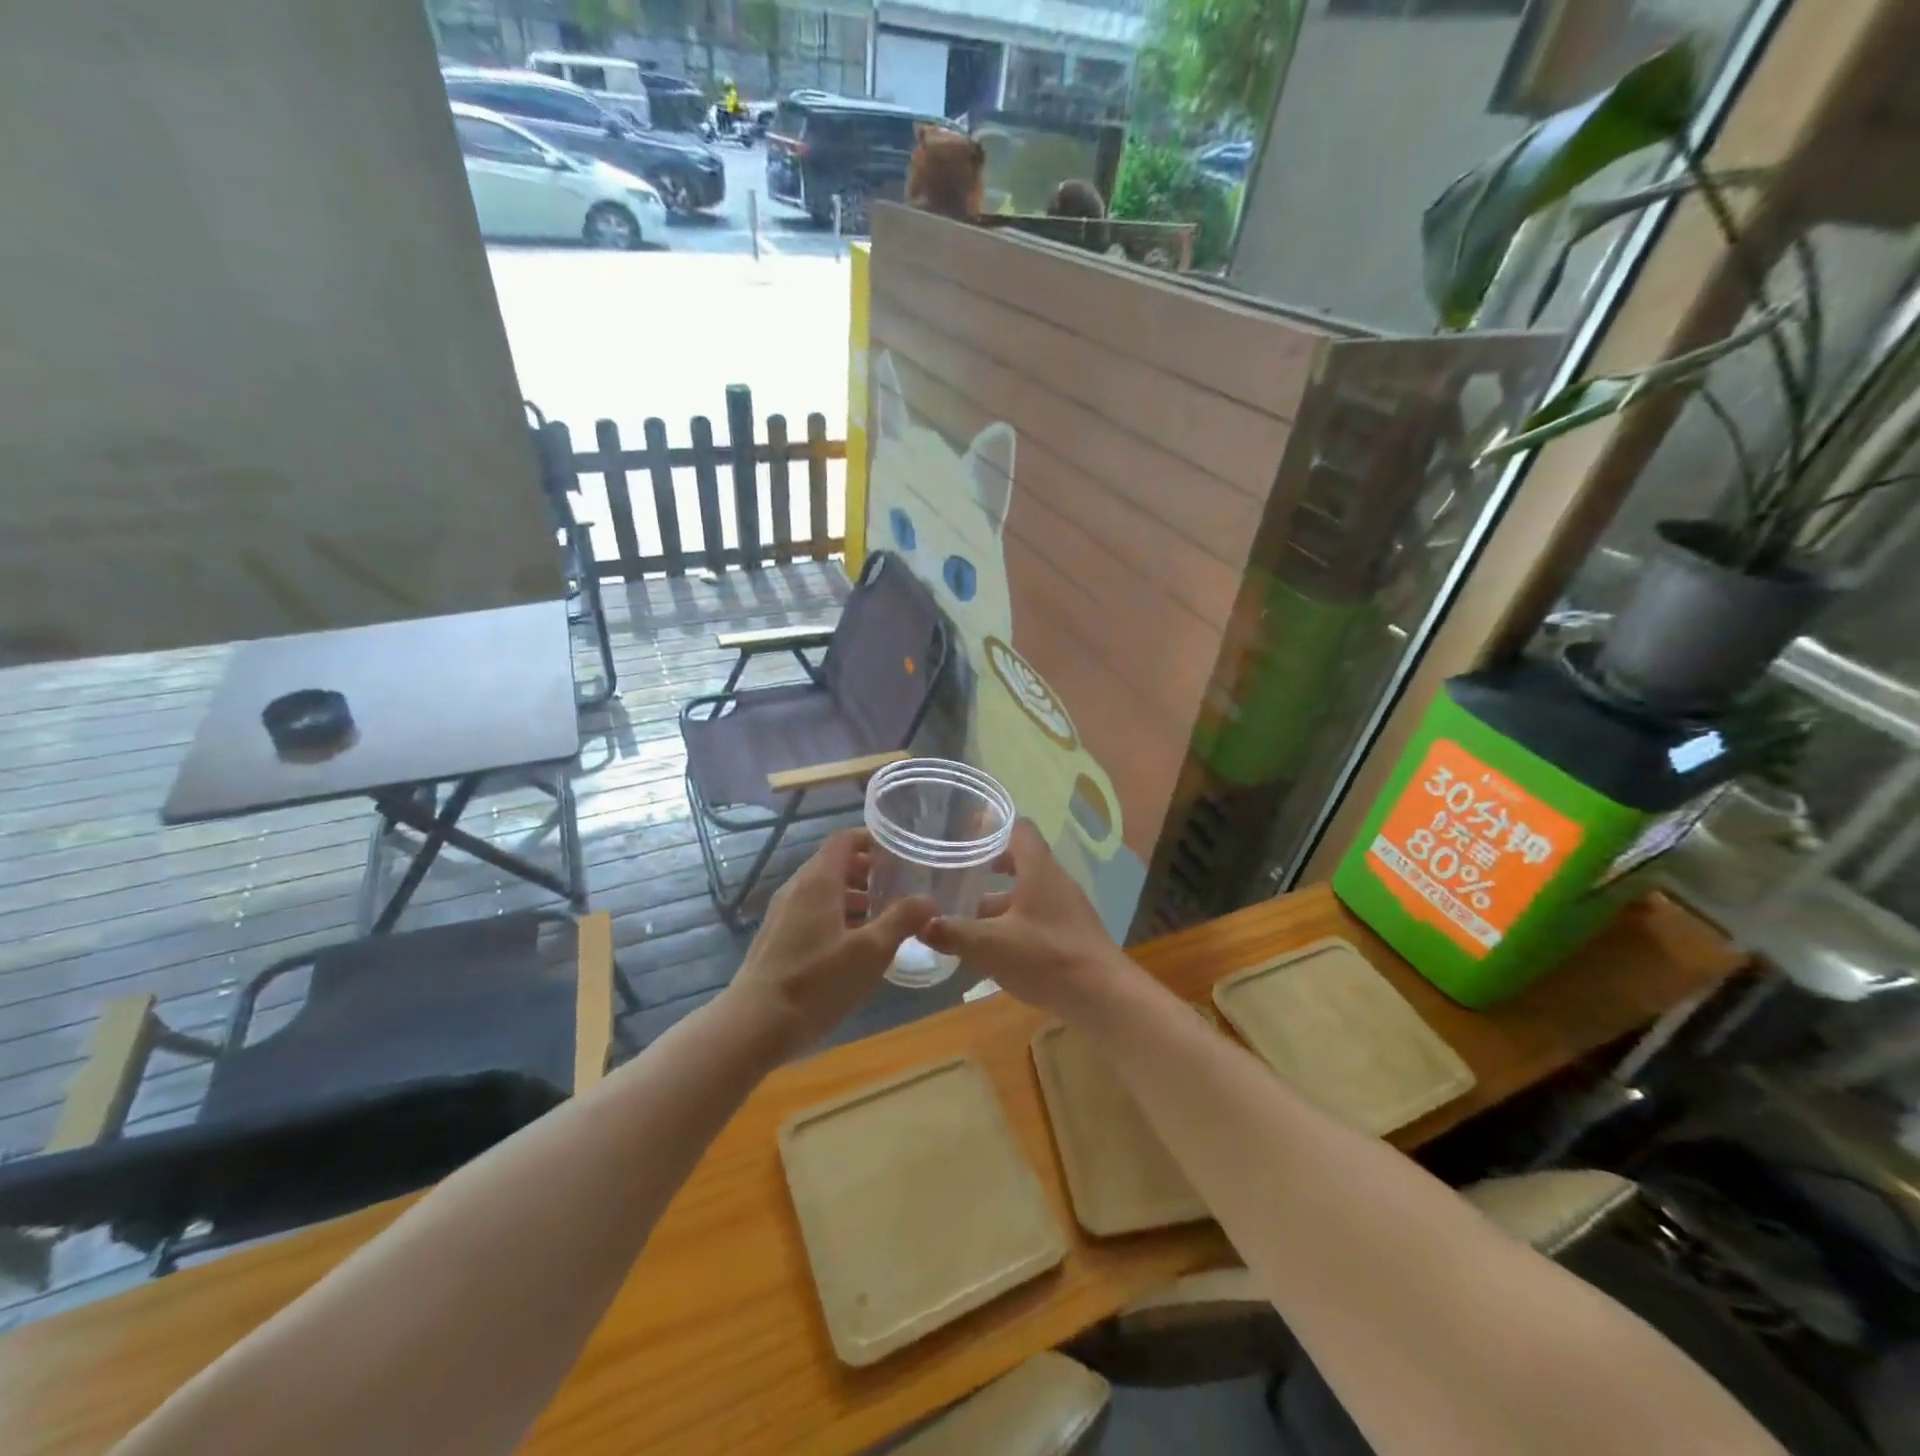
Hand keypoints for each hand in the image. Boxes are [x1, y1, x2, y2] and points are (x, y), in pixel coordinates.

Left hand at [725, 829, 935, 1053]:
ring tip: (883, 917)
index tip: (899, 853)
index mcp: (818, 880)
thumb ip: (901, 920)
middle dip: (867, 870)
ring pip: (824, 890)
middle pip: (835, 863)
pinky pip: (812, 912)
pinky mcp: (777, 938)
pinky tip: (855, 945)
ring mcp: (783, 913)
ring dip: (853, 896)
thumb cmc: (816, 982)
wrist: (754, 1025)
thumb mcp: (870, 952)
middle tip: (898, 886)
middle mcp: (797, 888)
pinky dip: (837, 915)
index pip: (845, 839)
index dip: (872, 840)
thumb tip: (928, 900)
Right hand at [919, 820, 1136, 1019]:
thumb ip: (955, 933)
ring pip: (1026, 893)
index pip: (1019, 829)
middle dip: (987, 867)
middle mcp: (1055, 882)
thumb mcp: (992, 945)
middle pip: (1020, 861)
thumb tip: (920, 924)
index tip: (964, 832)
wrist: (1103, 997)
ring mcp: (1066, 908)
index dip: (993, 826)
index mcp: (1039, 870)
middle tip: (956, 873)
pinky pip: (1035, 916)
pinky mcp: (1069, 933)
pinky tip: (990, 945)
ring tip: (963, 913)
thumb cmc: (1048, 958)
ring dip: (997, 900)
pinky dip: (1011, 922)